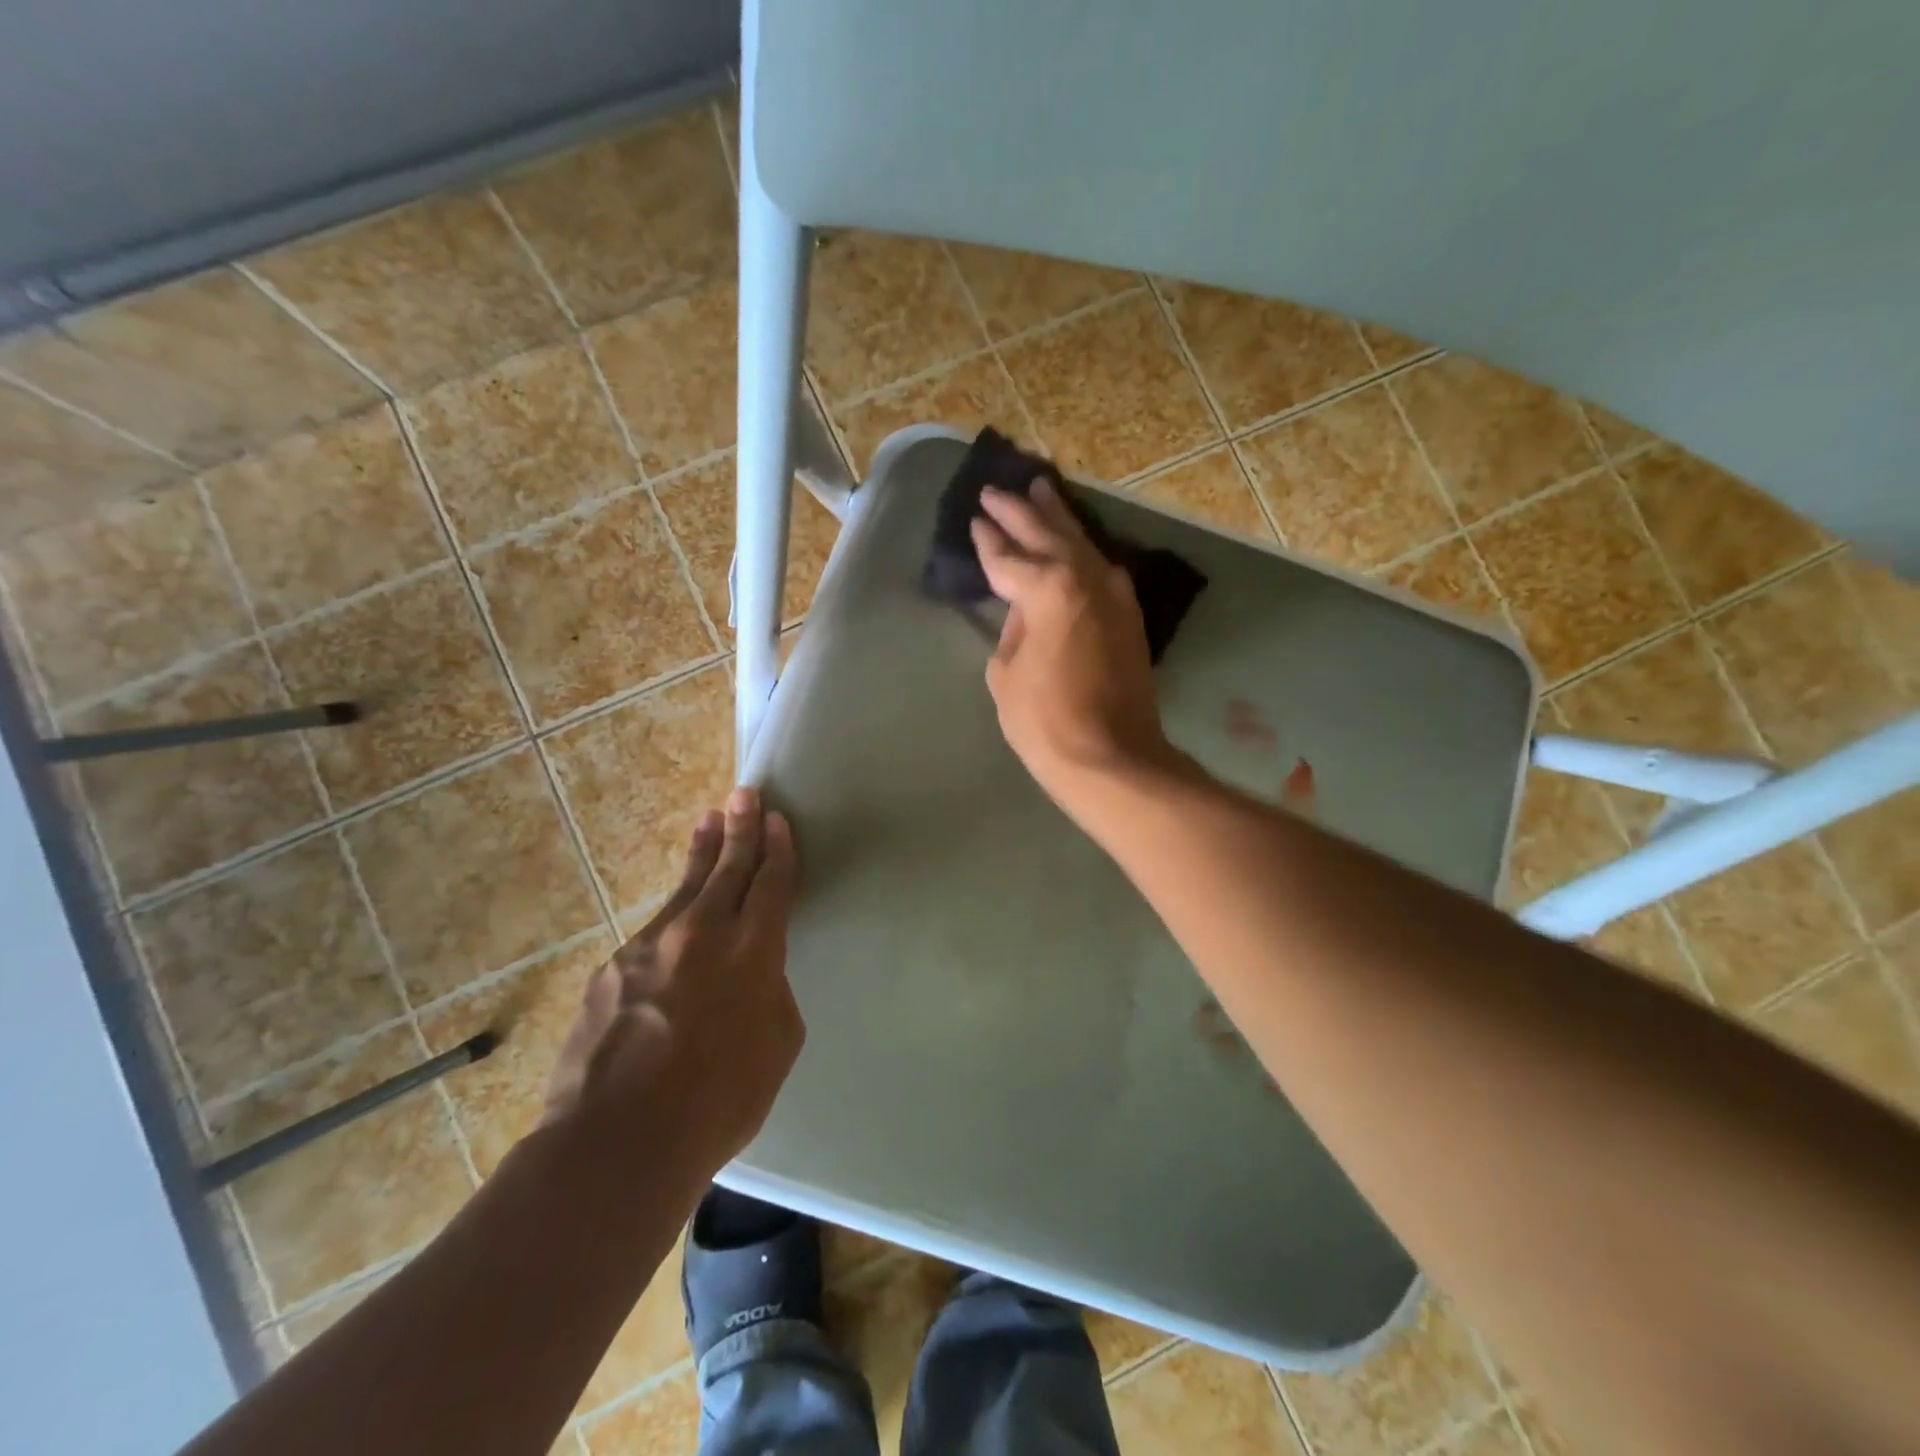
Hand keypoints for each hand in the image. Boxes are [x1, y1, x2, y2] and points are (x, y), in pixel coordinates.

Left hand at [541, 788, 801, 1185]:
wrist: (617, 1143)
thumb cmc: (718, 1102)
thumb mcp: (777, 1045)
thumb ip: (770, 993)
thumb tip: (754, 975)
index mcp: (753, 951)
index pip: (772, 884)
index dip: (778, 850)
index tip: (777, 820)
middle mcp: (704, 933)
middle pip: (728, 867)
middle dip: (740, 828)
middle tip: (745, 793)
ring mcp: (652, 945)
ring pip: (685, 887)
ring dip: (701, 853)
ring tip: (708, 821)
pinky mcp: (614, 966)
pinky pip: (654, 931)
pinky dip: (672, 916)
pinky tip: (675, 918)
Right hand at [969, 480, 1172, 805]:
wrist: (1112, 757)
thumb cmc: (1045, 721)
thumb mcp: (1006, 673)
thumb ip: (1012, 630)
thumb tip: (1026, 612)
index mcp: (1049, 588)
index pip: (1009, 556)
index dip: (989, 539)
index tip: (976, 518)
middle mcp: (1085, 577)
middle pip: (1047, 534)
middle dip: (1020, 510)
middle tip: (997, 489)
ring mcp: (1114, 594)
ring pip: (1081, 542)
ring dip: (1057, 518)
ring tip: (1040, 491)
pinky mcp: (1129, 615)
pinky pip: (1099, 567)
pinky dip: (1082, 549)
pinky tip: (1074, 542)